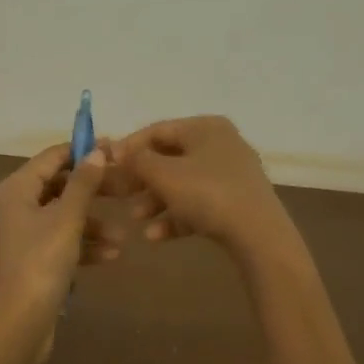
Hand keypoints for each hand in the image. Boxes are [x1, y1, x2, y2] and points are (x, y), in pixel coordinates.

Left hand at [0, 142, 116, 347]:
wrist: (19, 322)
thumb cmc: (41, 261)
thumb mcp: (67, 218)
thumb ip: (83, 183)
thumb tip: (97, 152)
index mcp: (17, 189)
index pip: (52, 157)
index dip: (83, 151)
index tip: (115, 150)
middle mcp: (16, 206)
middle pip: (60, 186)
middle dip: (93, 191)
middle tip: (125, 190)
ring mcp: (25, 234)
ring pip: (65, 216)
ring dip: (93, 224)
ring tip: (121, 236)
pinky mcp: (34, 259)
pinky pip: (63, 242)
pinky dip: (84, 246)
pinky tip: (111, 256)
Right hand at [110, 116, 292, 255]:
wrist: (259, 234)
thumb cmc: (208, 194)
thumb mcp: (165, 175)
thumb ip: (137, 160)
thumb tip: (117, 150)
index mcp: (205, 127)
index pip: (158, 130)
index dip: (128, 147)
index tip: (105, 165)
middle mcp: (221, 144)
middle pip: (170, 158)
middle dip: (142, 180)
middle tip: (119, 195)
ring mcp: (231, 174)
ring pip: (183, 184)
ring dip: (155, 201)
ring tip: (136, 220)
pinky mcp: (236, 202)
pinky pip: (199, 204)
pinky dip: (176, 217)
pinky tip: (155, 237)